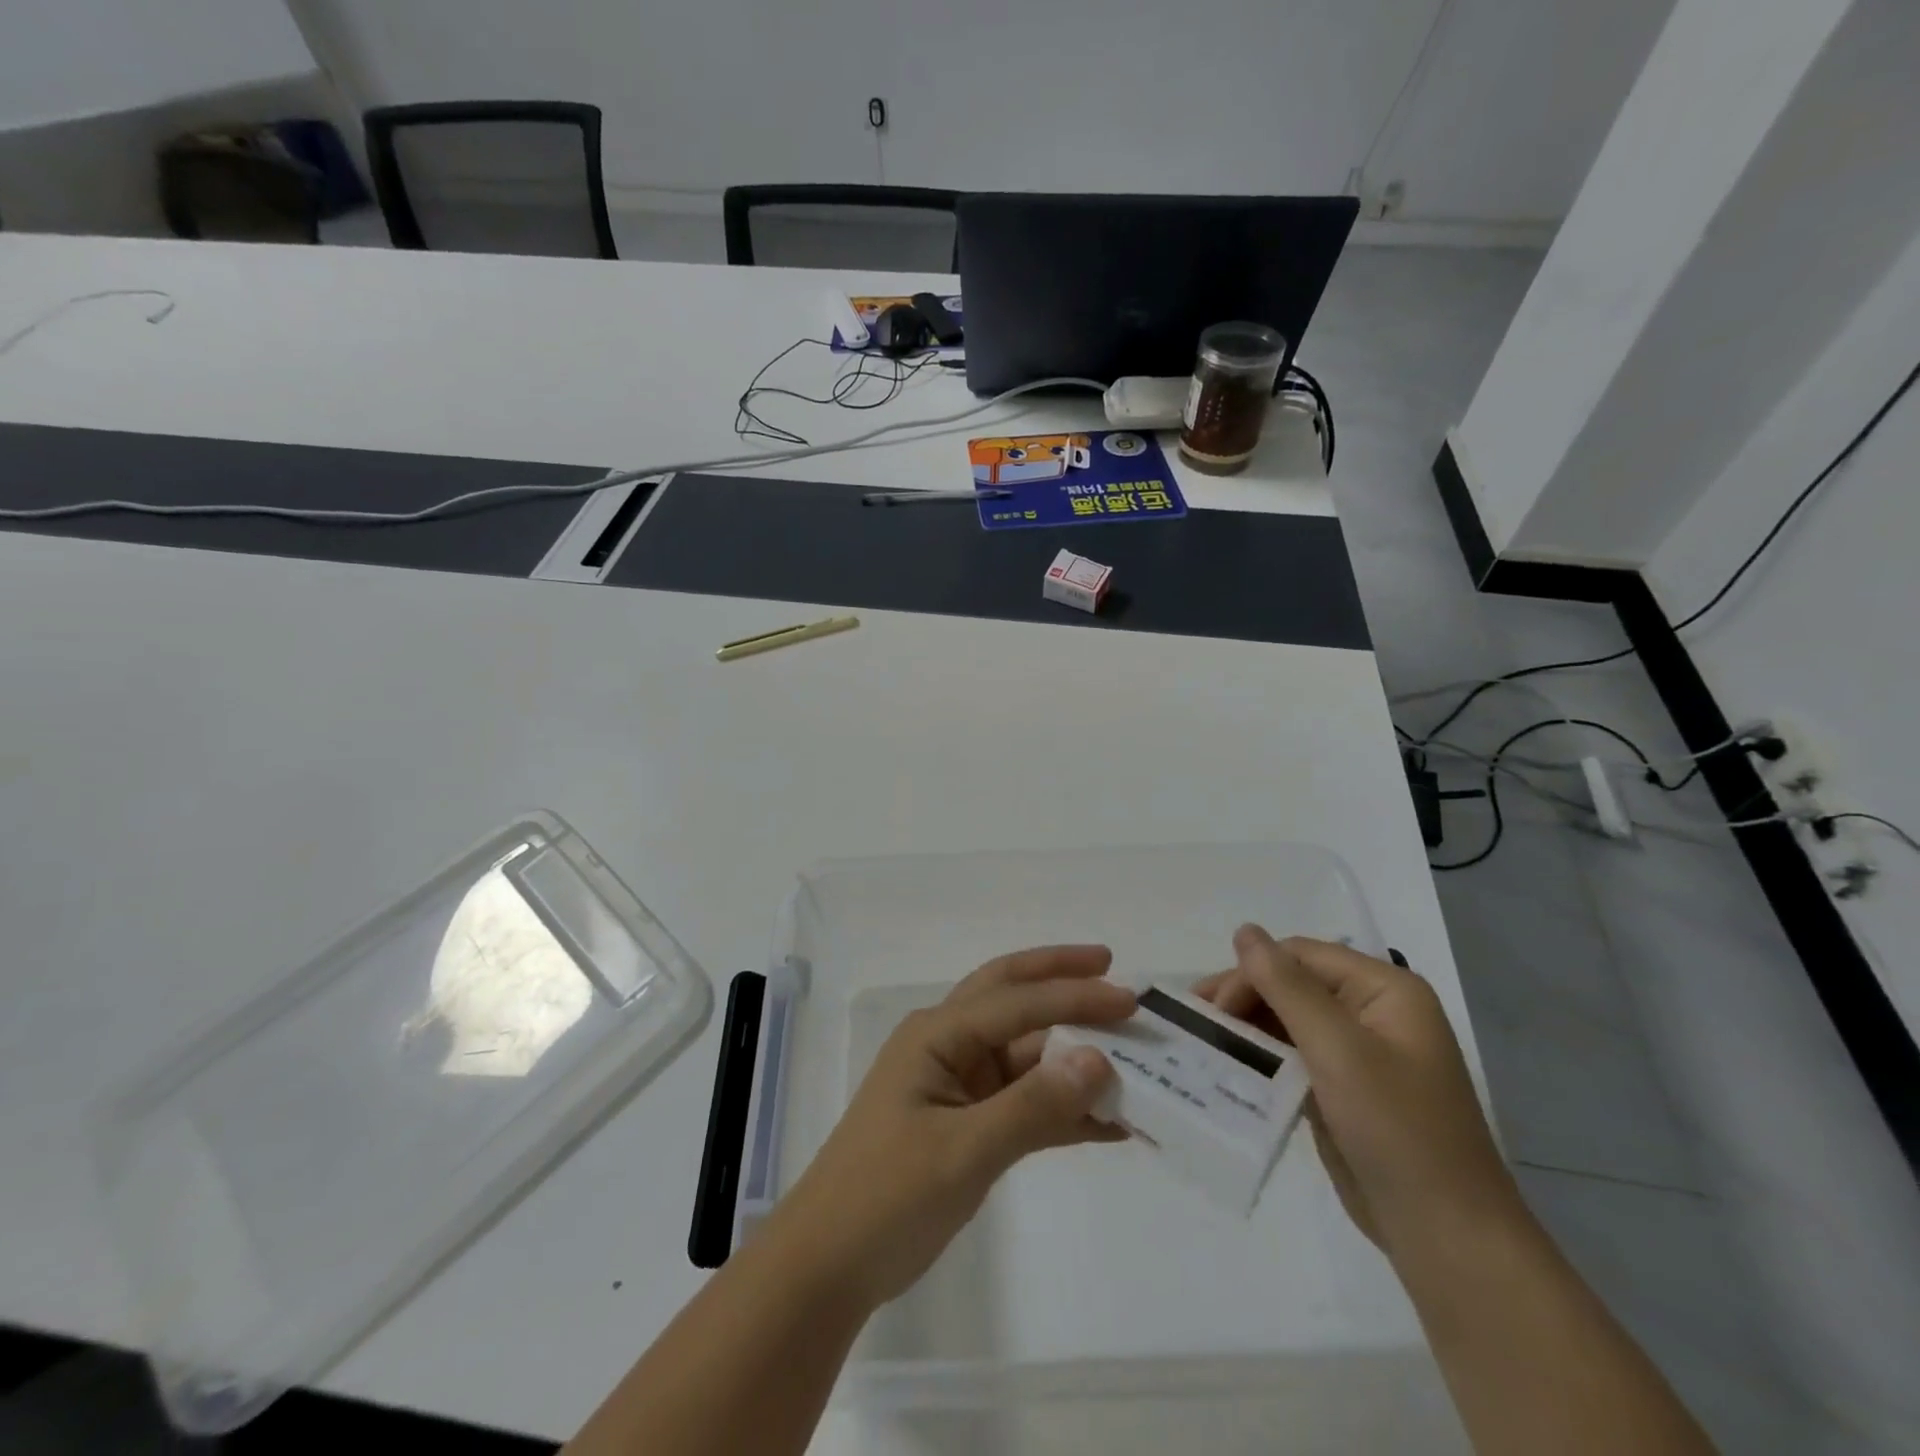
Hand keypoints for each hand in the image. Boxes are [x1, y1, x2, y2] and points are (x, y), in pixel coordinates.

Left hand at [772, 945, 1134, 1310]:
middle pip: (1013, 998)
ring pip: (1026, 1053)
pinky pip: (1026, 1102)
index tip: (1128, 998)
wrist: (829, 1267)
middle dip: (1059, 980)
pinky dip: (1064, 1107)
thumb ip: (1031, 1106)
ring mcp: (959, 1084)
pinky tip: (1110, 1121)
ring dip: (1074, 1054)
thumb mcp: (962, 1152)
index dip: (1073, 996)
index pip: (1015, 1001)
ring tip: (1132, 1052)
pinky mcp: (969, 1123)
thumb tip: (1099, 1058)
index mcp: (937, 1033)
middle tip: (1113, 970)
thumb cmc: (886, 1197)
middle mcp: (949, 1044)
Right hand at [1196, 927, 1522, 1257]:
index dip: (1252, 973)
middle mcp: (1373, 1011)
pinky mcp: (1345, 1088)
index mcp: (1385, 990)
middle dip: (1244, 997)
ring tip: (1206, 1041)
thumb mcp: (1338, 1050)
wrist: (1447, 1237)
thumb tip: (1244, 930)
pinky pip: (1295, 1056)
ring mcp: (1360, 1052)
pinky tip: (1232, 1066)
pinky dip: (1263, 1058)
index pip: (1301, 956)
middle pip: (1293, 984)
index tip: (1212, 1009)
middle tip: (1198, 1021)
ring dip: (1249, 1027)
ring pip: (1289, 1020)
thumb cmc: (1397, 1131)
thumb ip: (1286, 986)